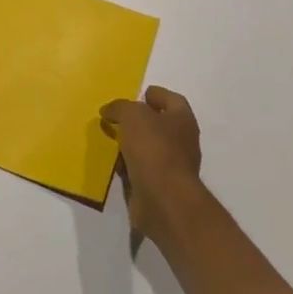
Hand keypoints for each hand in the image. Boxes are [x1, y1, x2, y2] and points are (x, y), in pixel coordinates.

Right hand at [100, 85, 204, 242]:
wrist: (163, 199)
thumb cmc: (153, 148)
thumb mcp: (132, 115)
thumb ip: (120, 107)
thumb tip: (109, 111)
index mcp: (182, 120)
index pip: (172, 99)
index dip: (156, 94)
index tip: (138, 94)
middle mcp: (182, 141)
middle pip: (161, 124)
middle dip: (141, 120)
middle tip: (118, 117)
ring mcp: (173, 166)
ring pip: (150, 148)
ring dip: (133, 144)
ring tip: (111, 139)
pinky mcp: (160, 186)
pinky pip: (142, 169)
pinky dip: (129, 166)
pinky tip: (114, 164)